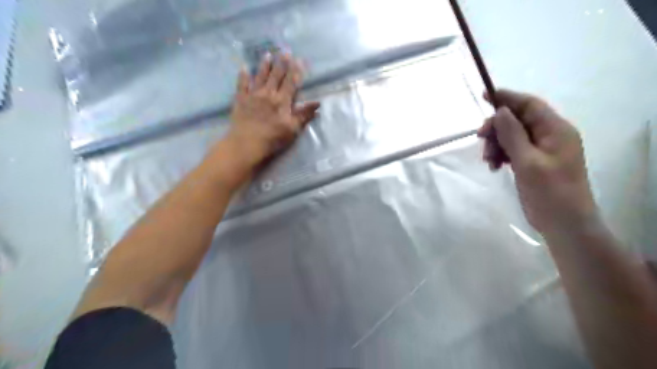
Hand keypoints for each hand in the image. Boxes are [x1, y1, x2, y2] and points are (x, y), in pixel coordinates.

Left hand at [224, 54, 320, 169]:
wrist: (246, 144)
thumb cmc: (272, 138)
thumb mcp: (292, 129)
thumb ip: (304, 115)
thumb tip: (317, 104)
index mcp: (282, 101)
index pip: (291, 83)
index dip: (296, 71)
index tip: (300, 60)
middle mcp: (268, 94)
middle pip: (276, 76)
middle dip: (282, 63)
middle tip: (285, 51)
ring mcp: (253, 95)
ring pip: (260, 77)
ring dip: (264, 65)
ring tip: (267, 54)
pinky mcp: (241, 100)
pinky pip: (242, 85)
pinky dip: (243, 76)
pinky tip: (243, 68)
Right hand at [482, 88, 598, 232]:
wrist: (563, 223)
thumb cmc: (549, 191)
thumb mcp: (527, 161)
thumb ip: (513, 134)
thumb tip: (500, 111)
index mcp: (555, 130)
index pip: (529, 105)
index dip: (507, 98)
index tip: (484, 95)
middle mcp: (550, 136)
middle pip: (517, 121)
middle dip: (497, 128)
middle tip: (480, 139)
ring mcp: (541, 150)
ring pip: (512, 137)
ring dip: (496, 144)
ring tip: (488, 161)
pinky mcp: (533, 163)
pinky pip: (513, 151)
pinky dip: (501, 155)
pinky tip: (494, 166)